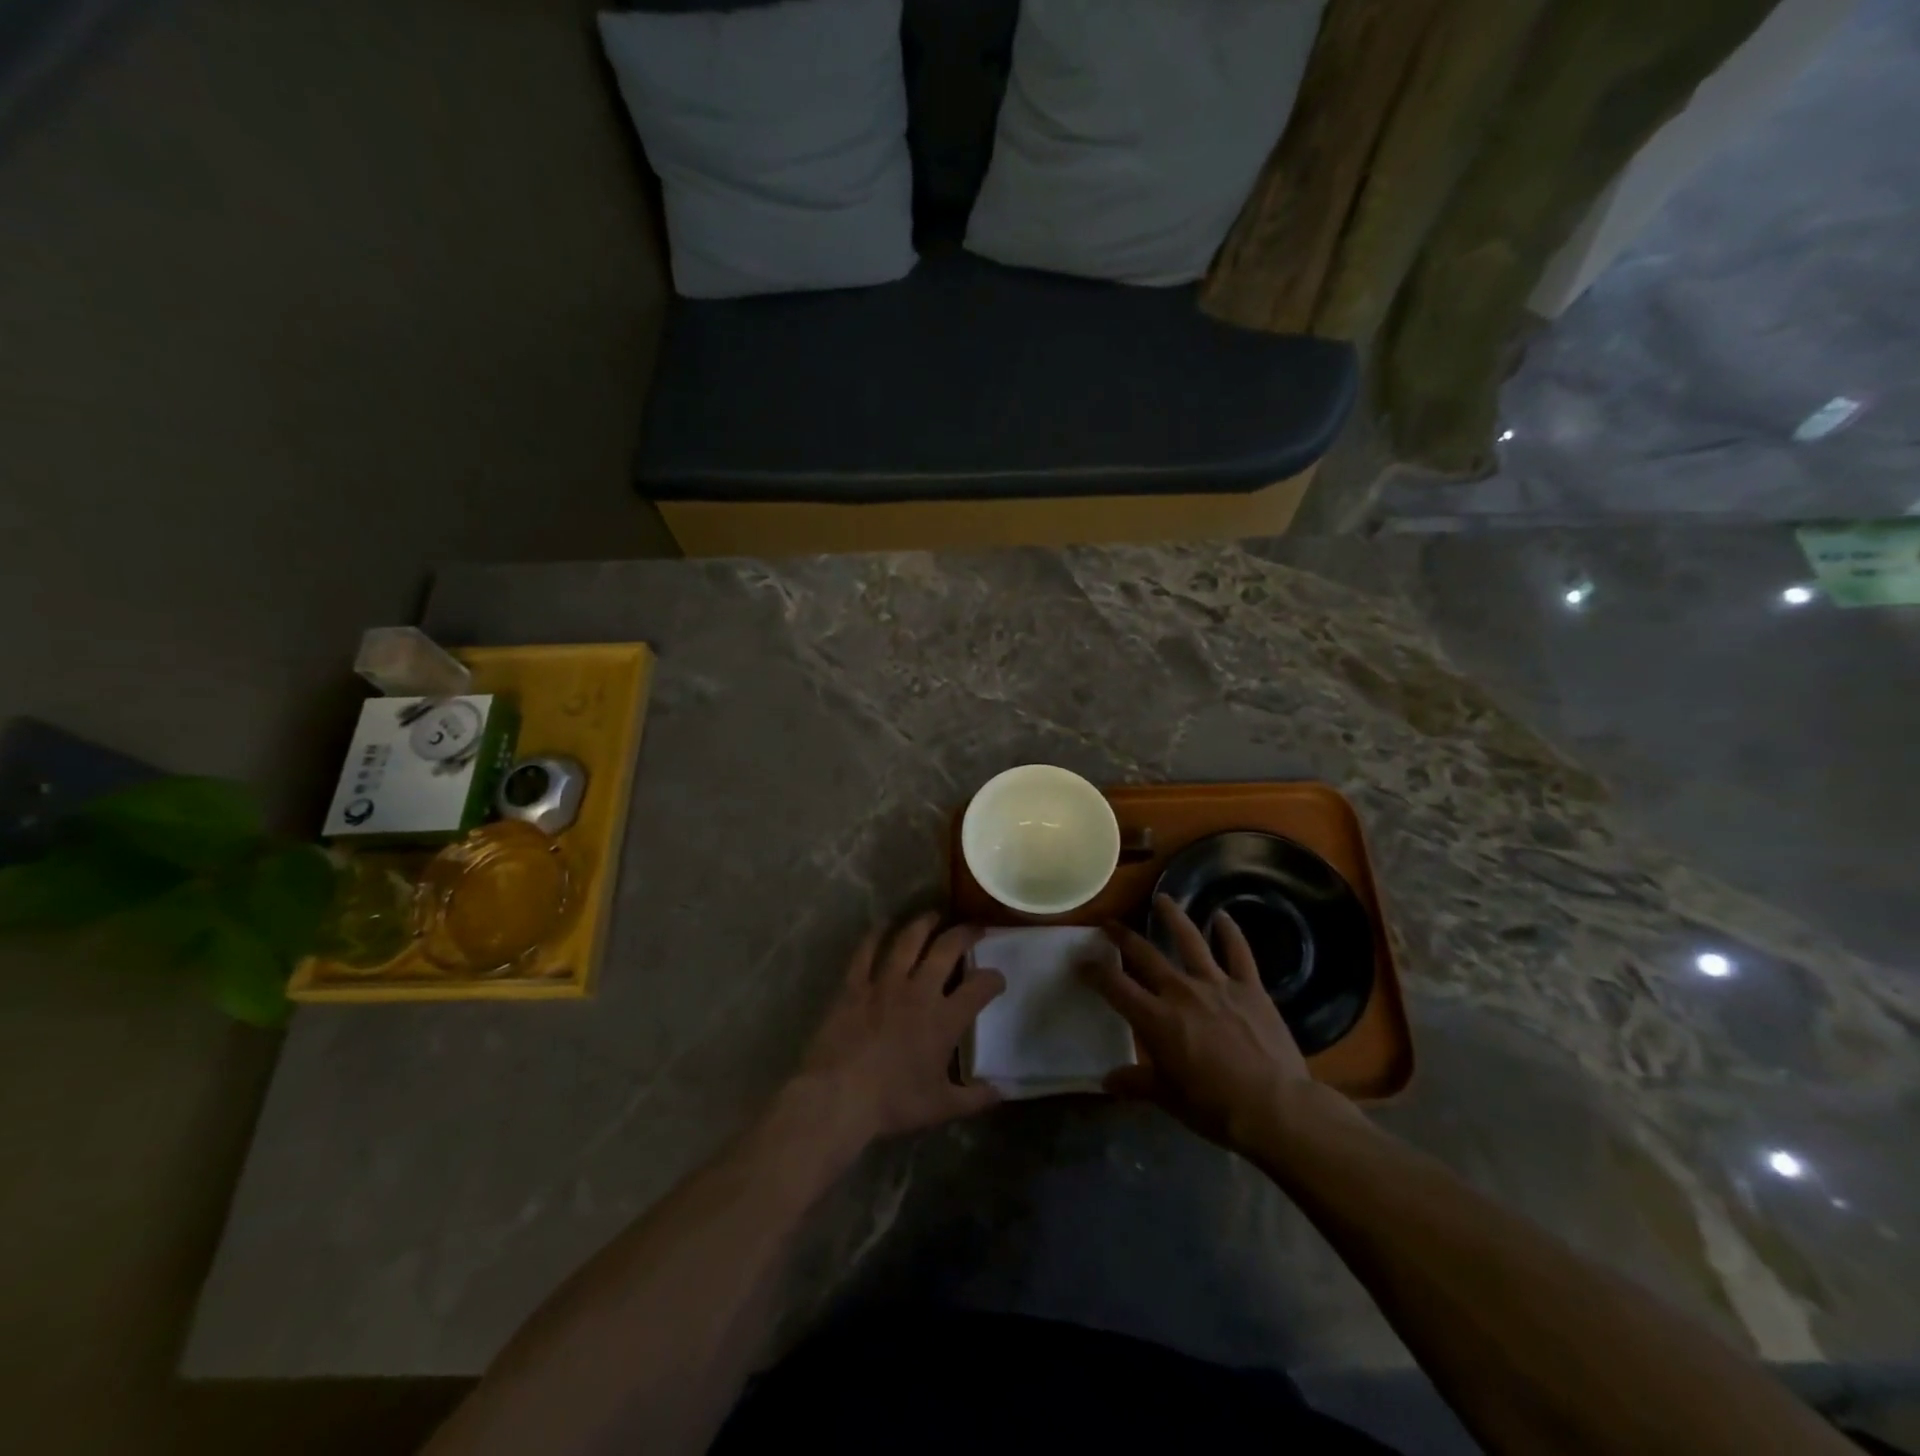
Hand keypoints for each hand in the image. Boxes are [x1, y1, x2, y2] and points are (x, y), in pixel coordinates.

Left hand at [794, 913, 1005, 1150]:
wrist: (839, 1096)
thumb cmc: (893, 1102)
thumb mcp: (941, 1107)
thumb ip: (974, 1098)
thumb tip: (1002, 1092)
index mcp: (944, 1019)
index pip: (980, 987)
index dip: (994, 978)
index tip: (998, 978)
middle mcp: (919, 991)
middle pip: (947, 949)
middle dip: (965, 934)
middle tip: (974, 928)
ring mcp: (884, 983)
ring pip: (909, 940)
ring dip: (924, 923)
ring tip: (935, 914)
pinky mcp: (855, 985)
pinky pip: (866, 951)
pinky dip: (875, 934)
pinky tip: (883, 924)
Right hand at [1086, 894, 1326, 1155]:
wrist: (1275, 1108)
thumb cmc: (1215, 1107)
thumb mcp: (1168, 1098)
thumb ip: (1136, 1083)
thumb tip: (1107, 1081)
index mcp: (1155, 1018)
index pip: (1114, 985)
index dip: (1094, 971)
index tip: (1080, 961)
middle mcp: (1181, 991)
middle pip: (1145, 954)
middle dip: (1122, 937)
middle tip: (1109, 923)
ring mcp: (1217, 984)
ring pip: (1189, 940)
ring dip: (1173, 917)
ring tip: (1161, 898)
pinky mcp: (1250, 987)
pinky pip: (1238, 952)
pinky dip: (1230, 932)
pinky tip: (1222, 916)